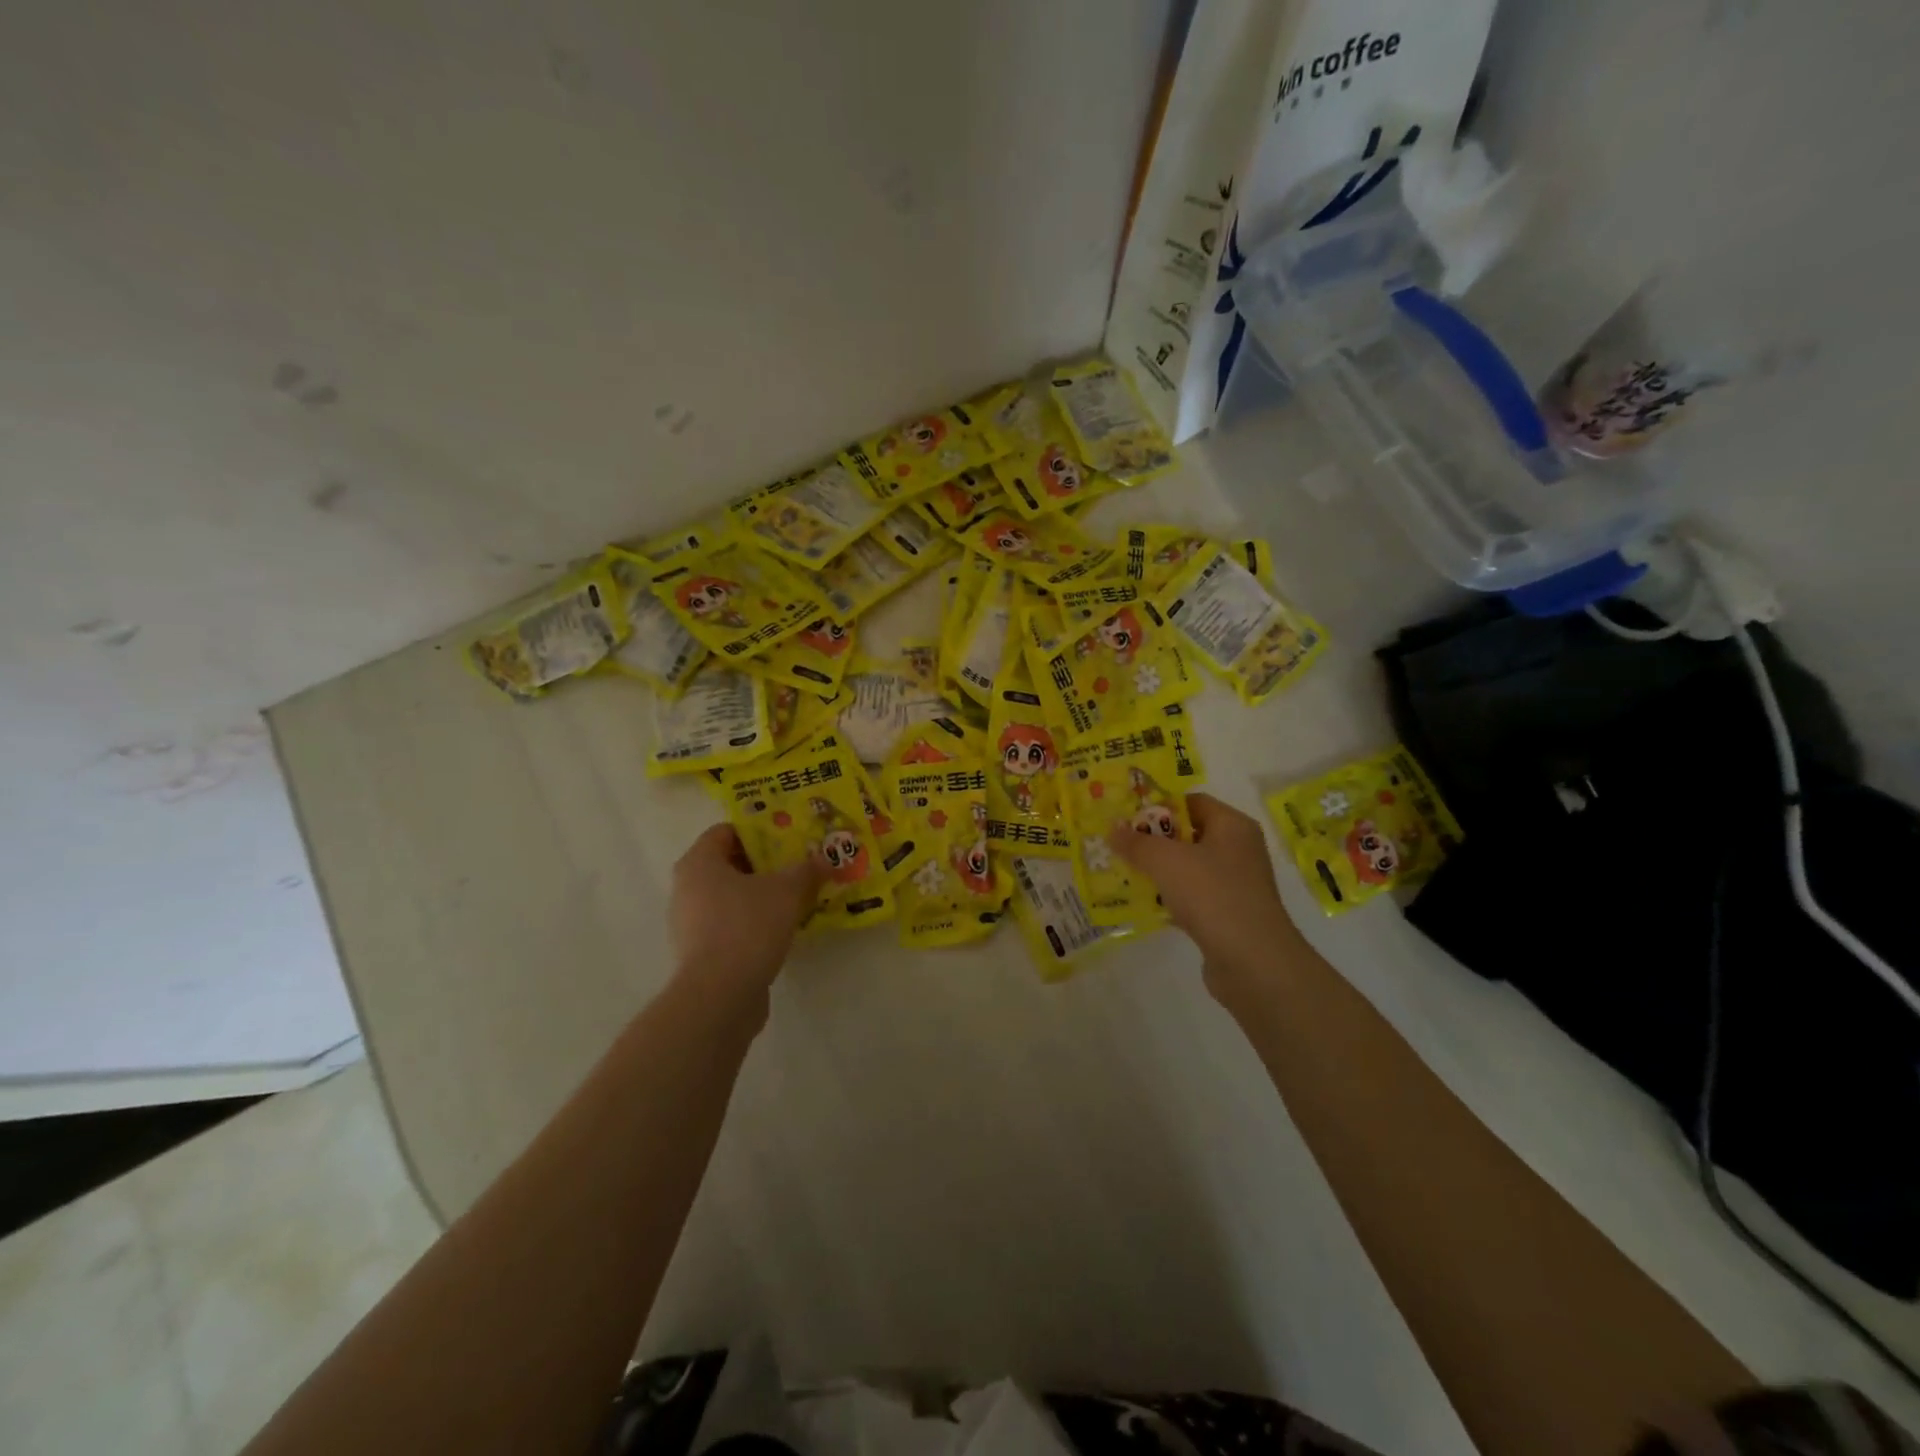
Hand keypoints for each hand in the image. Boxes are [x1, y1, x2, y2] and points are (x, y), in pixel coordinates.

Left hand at [669, 824, 824, 1007]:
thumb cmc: (748, 926)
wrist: (720, 995)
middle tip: (797, 867)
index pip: (726, 831)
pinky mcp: (700, 953)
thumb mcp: (787, 891)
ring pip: (729, 897)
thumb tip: (825, 859)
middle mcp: (686, 888)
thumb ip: (806, 870)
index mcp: (699, 863)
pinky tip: (780, 929)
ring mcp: (689, 923)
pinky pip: (729, 925)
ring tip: (794, 899)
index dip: (758, 831)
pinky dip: (752, 923)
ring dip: (759, 895)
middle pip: (728, 864)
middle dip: (763, 865)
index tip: (788, 839)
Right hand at [1109, 793, 1306, 996]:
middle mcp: (1239, 850)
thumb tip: (1113, 828)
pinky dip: (1170, 898)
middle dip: (1153, 840)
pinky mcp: (1228, 915)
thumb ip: (1136, 842)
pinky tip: (1144, 904)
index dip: (1158, 806)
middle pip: (1189, 834)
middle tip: (1119, 845)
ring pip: (1189, 868)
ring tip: (1124, 873)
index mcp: (1233, 825)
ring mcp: (1235, 884)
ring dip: (1159, 870)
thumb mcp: (1165, 861)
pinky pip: (1192, 897)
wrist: (1252, 962)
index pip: (1192, 802)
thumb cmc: (1211, 895)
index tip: (1126, 817)